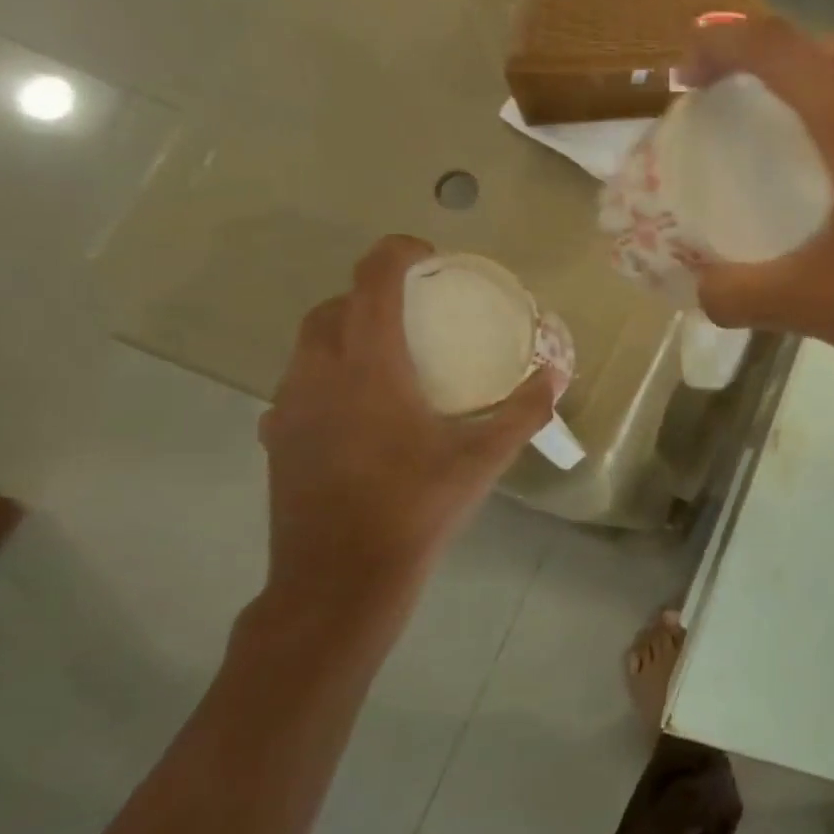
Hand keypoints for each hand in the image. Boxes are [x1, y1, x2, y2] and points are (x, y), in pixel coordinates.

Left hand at [254, 235, 559, 651]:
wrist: (339, 580)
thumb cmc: (416, 508)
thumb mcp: (484, 459)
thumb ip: (523, 410)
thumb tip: (556, 372)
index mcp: (369, 369)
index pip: (372, 283)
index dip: (396, 253)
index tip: (429, 253)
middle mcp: (318, 376)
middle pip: (333, 309)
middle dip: (370, 293)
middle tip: (416, 308)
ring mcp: (288, 408)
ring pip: (309, 346)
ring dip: (347, 332)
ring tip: (393, 354)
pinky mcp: (277, 439)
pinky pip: (301, 384)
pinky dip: (332, 373)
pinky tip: (365, 408)